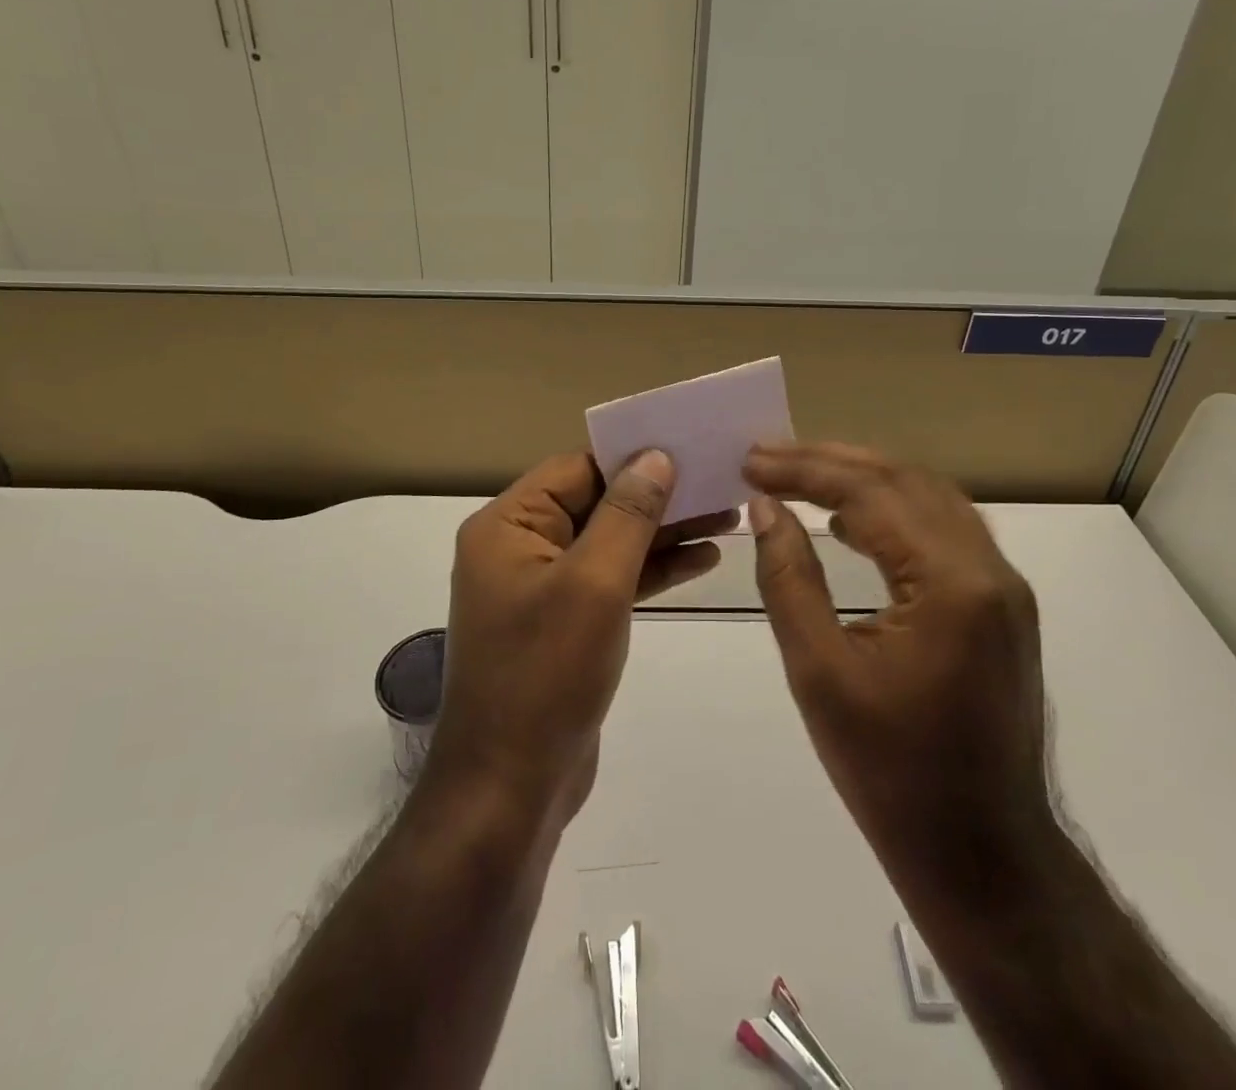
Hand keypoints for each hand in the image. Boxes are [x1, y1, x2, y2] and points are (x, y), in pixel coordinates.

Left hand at [429, 450, 732, 825]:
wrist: (510, 789)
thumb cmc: (547, 674)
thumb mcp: (594, 583)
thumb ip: (628, 514)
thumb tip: (655, 455)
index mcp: (509, 526)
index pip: (577, 469)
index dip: (632, 456)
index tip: (689, 445)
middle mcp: (520, 548)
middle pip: (596, 503)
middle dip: (657, 495)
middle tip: (721, 482)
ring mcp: (542, 589)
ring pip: (610, 542)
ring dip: (663, 532)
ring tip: (727, 516)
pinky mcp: (565, 624)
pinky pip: (611, 581)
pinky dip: (652, 570)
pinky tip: (703, 560)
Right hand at [743, 443, 1053, 879]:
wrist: (983, 857)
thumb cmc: (892, 774)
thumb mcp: (820, 674)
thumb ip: (789, 579)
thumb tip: (765, 509)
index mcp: (953, 585)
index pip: (872, 494)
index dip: (805, 470)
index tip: (750, 461)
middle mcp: (990, 570)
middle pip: (906, 482)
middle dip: (831, 461)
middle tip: (767, 456)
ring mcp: (1003, 588)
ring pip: (929, 499)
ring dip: (864, 479)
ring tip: (800, 474)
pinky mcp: (1000, 607)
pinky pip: (943, 531)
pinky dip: (892, 511)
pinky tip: (850, 522)